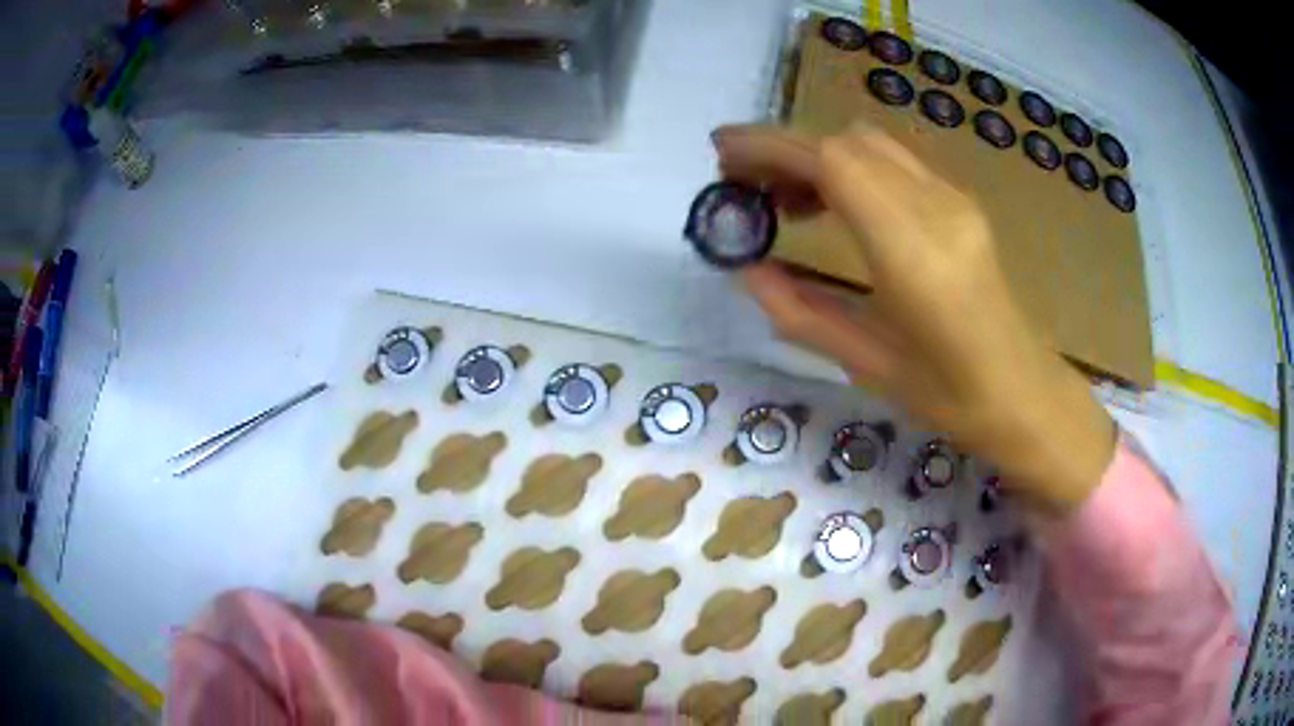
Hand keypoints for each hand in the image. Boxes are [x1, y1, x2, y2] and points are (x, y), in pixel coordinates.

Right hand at [714, 123, 1115, 513]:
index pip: (834, 162)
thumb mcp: (864, 362)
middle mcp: (936, 207)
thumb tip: (745, 269)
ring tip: (785, 201)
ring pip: (870, 143)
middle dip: (785, 150)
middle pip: (847, 142)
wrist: (1021, 391)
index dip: (771, 148)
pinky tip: (836, 207)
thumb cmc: (947, 395)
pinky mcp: (961, 202)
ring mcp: (954, 199)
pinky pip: (894, 161)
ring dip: (818, 156)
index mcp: (911, 251)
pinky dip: (850, 167)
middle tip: (744, 185)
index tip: (722, 156)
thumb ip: (797, 311)